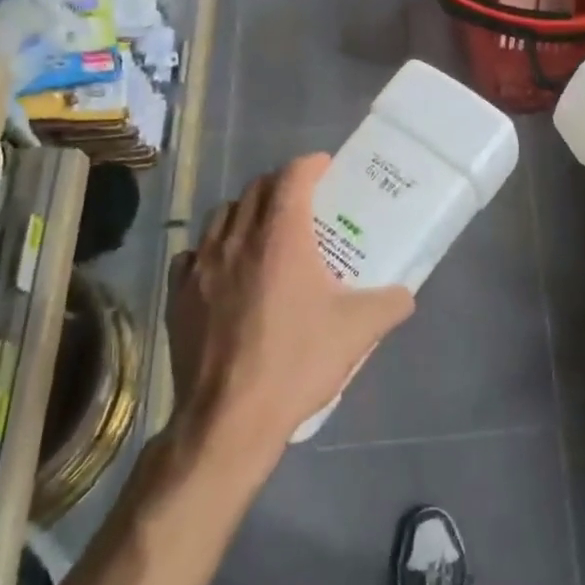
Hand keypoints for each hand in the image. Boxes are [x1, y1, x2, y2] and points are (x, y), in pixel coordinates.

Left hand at [166, 154, 413, 466]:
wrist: (229, 418)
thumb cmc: (297, 363)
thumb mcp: (359, 331)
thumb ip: (390, 303)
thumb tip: (406, 293)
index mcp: (281, 238)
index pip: (292, 177)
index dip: (311, 165)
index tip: (326, 168)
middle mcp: (237, 240)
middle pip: (256, 190)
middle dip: (281, 185)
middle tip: (304, 202)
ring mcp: (201, 266)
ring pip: (222, 216)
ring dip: (246, 212)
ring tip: (265, 232)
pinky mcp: (179, 294)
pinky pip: (194, 253)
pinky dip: (213, 249)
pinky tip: (225, 270)